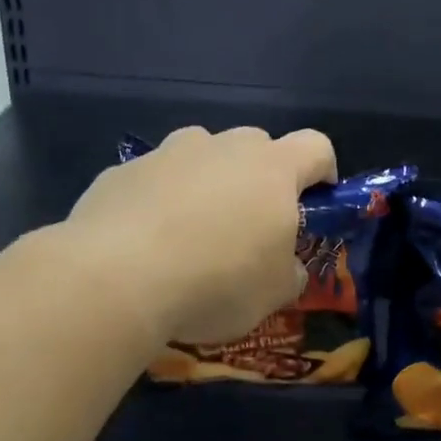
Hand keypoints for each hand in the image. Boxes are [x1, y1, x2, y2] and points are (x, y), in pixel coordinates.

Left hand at [63, 125, 336, 342]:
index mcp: (273, 169)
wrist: (117, 278)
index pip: (316, 147)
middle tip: (249, 225)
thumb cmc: (217, 281)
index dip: (323, 170)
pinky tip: (144, 243)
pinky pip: (154, 179)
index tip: (315, 201)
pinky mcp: (123, 170)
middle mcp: (223, 147)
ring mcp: (169, 153)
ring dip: (207, 183)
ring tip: (191, 232)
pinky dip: (159, 200)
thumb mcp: (274, 294)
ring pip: (201, 155)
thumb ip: (290, 272)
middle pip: (256, 146)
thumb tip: (287, 268)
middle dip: (259, 178)